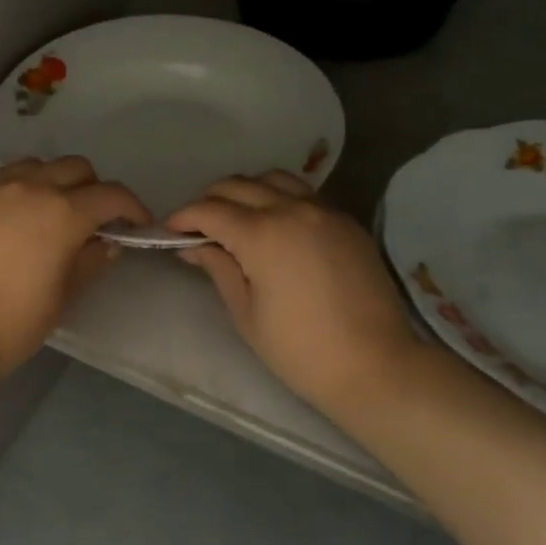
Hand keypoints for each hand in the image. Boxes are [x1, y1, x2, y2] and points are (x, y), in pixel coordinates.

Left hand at [0, 157, 149, 383]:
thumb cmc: (14, 323)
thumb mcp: (64, 296)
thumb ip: (90, 261)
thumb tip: (107, 244)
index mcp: (63, 213)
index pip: (111, 195)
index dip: (132, 207)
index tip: (137, 224)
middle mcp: (30, 188)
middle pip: (76, 168)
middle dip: (94, 189)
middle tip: (94, 219)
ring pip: (37, 165)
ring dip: (56, 181)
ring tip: (53, 211)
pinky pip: (3, 179)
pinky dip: (21, 189)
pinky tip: (16, 218)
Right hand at [167, 172, 420, 418]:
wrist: (376, 365)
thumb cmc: (300, 350)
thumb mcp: (246, 313)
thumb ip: (218, 268)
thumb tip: (192, 245)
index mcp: (262, 234)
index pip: (209, 210)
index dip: (183, 217)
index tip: (169, 231)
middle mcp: (292, 209)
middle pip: (238, 185)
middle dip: (209, 200)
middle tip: (198, 227)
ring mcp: (324, 211)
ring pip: (273, 179)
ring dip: (246, 191)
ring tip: (236, 219)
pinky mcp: (346, 221)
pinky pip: (304, 194)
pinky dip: (279, 198)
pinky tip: (274, 225)